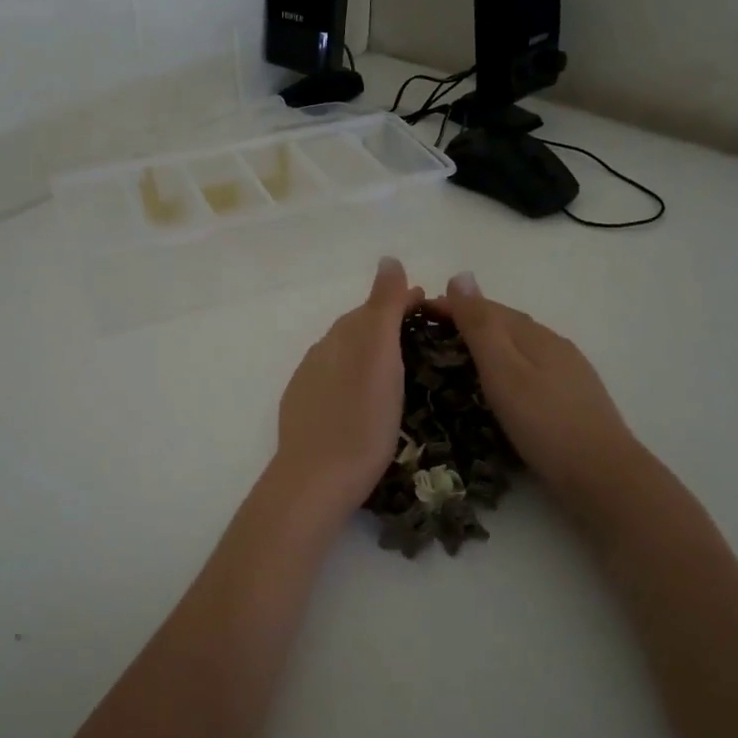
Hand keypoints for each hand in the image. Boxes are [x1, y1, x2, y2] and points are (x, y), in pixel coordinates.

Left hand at [271, 256, 424, 514]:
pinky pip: (335, 379)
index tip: (431, 305)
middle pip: (358, 328)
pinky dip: (355, 375)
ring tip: (398, 363)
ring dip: (370, 350)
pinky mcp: (306, 411)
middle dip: (387, 323)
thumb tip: (389, 258)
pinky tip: (363, 394)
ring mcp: (309, 383)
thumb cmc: (360, 418)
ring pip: (345, 354)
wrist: (316, 479)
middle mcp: (322, 352)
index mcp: (343, 337)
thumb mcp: (378, 356)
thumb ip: (382, 306)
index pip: (374, 307)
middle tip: (421, 332)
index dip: (402, 301)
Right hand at [431, 271, 637, 512]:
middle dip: (468, 320)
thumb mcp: (503, 372)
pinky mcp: (573, 396)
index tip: (417, 310)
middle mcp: (553, 344)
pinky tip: (501, 383)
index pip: (485, 307)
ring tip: (459, 355)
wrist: (603, 476)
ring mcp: (568, 370)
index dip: (451, 305)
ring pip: (519, 344)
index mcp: (534, 335)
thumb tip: (461, 275)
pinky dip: (506, 364)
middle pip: (505, 322)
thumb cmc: (544, 423)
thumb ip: (481, 326)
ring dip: (488, 342)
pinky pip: (530, 366)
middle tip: (431, 333)